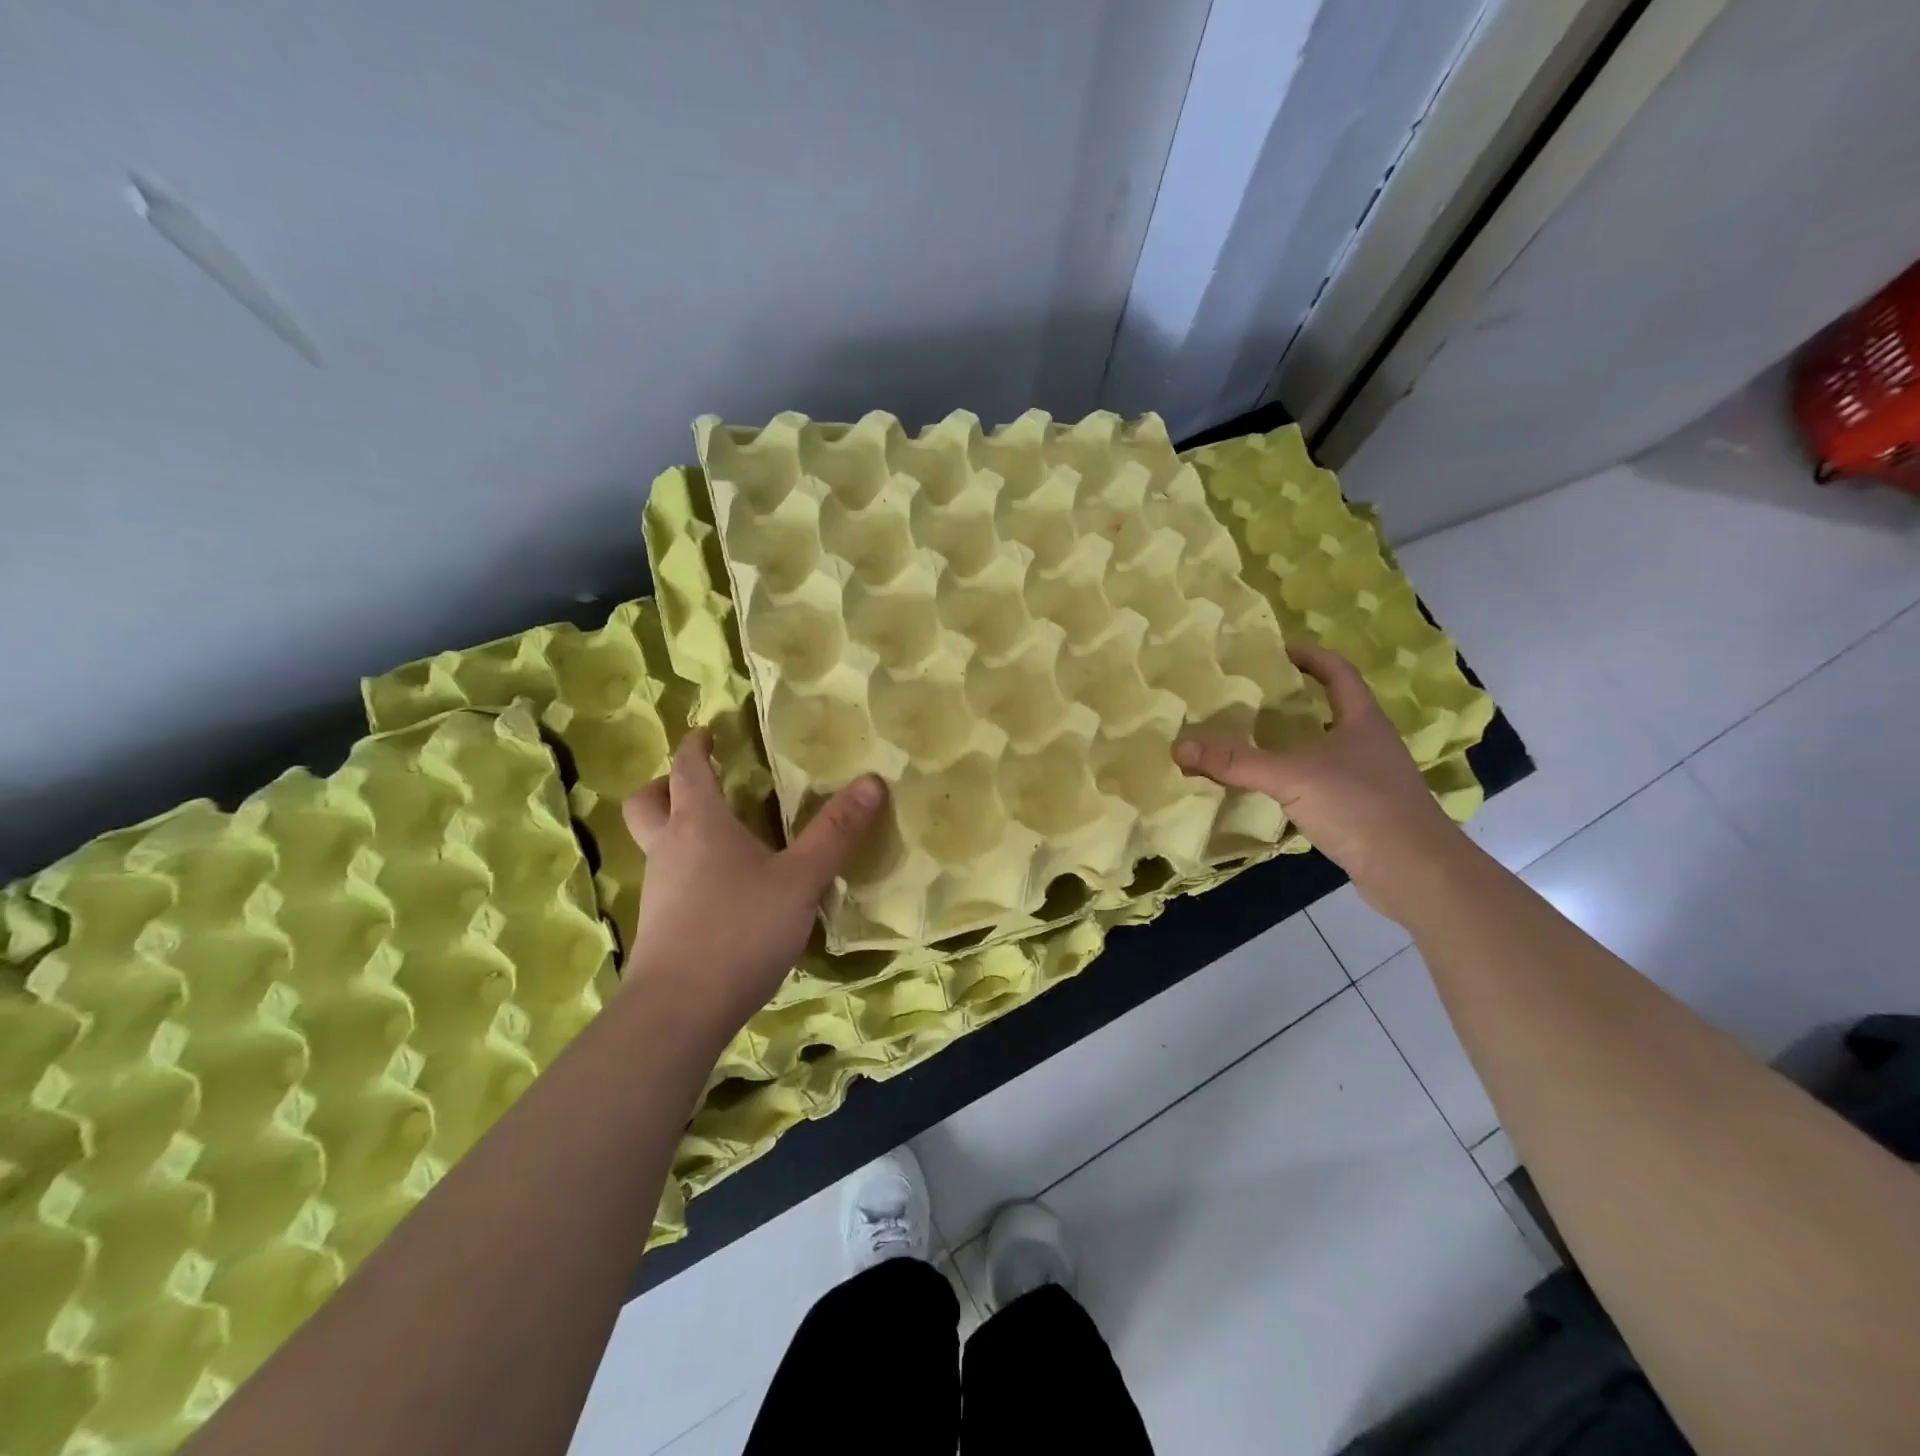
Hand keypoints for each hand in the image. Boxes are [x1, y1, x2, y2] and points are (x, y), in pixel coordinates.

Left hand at [620, 728, 886, 1038]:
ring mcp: (658, 890)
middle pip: (648, 802)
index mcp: (699, 824)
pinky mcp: (659, 927)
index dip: (696, 745)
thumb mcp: (800, 880)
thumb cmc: (739, 930)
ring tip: (726, 838)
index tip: (706, 730)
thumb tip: (872, 781)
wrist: (678, 1012)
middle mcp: (669, 849)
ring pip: (657, 844)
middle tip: (699, 782)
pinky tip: (726, 892)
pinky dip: (688, 869)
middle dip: (667, 784)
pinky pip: (669, 881)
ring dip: (679, 829)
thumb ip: (835, 833)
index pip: (689, 769)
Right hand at [1174, 642, 1468, 922]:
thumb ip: (1235, 763)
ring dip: (1295, 739)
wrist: (1413, 871)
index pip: (1338, 672)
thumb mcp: (1291, 777)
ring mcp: (1370, 778)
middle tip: (1253, 694)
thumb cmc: (1359, 806)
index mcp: (1362, 720)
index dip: (1310, 656)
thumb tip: (1179, 747)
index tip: (1278, 649)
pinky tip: (1272, 787)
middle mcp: (1370, 743)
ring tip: (1254, 737)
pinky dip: (1297, 776)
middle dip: (1295, 698)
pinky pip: (1323, 781)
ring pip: (1327, 746)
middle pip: (1333, 707)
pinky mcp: (1363, 810)